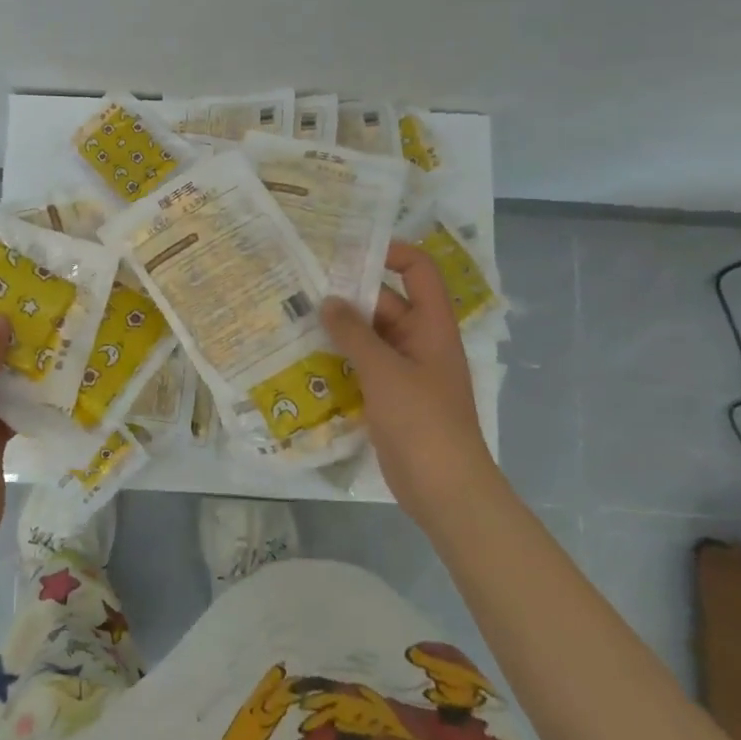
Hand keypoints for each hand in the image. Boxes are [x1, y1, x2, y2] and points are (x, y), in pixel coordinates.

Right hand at [320, 242, 496, 518]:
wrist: (445, 490)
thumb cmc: (423, 422)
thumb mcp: (385, 372)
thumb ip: (354, 333)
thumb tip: (328, 300)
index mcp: (432, 326)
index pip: (419, 271)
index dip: (391, 252)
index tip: (348, 250)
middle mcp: (420, 341)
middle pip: (386, 302)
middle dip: (349, 293)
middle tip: (302, 284)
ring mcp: (404, 371)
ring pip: (370, 336)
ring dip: (339, 328)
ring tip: (295, 315)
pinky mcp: (389, 396)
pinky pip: (363, 365)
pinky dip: (340, 358)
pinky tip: (306, 356)